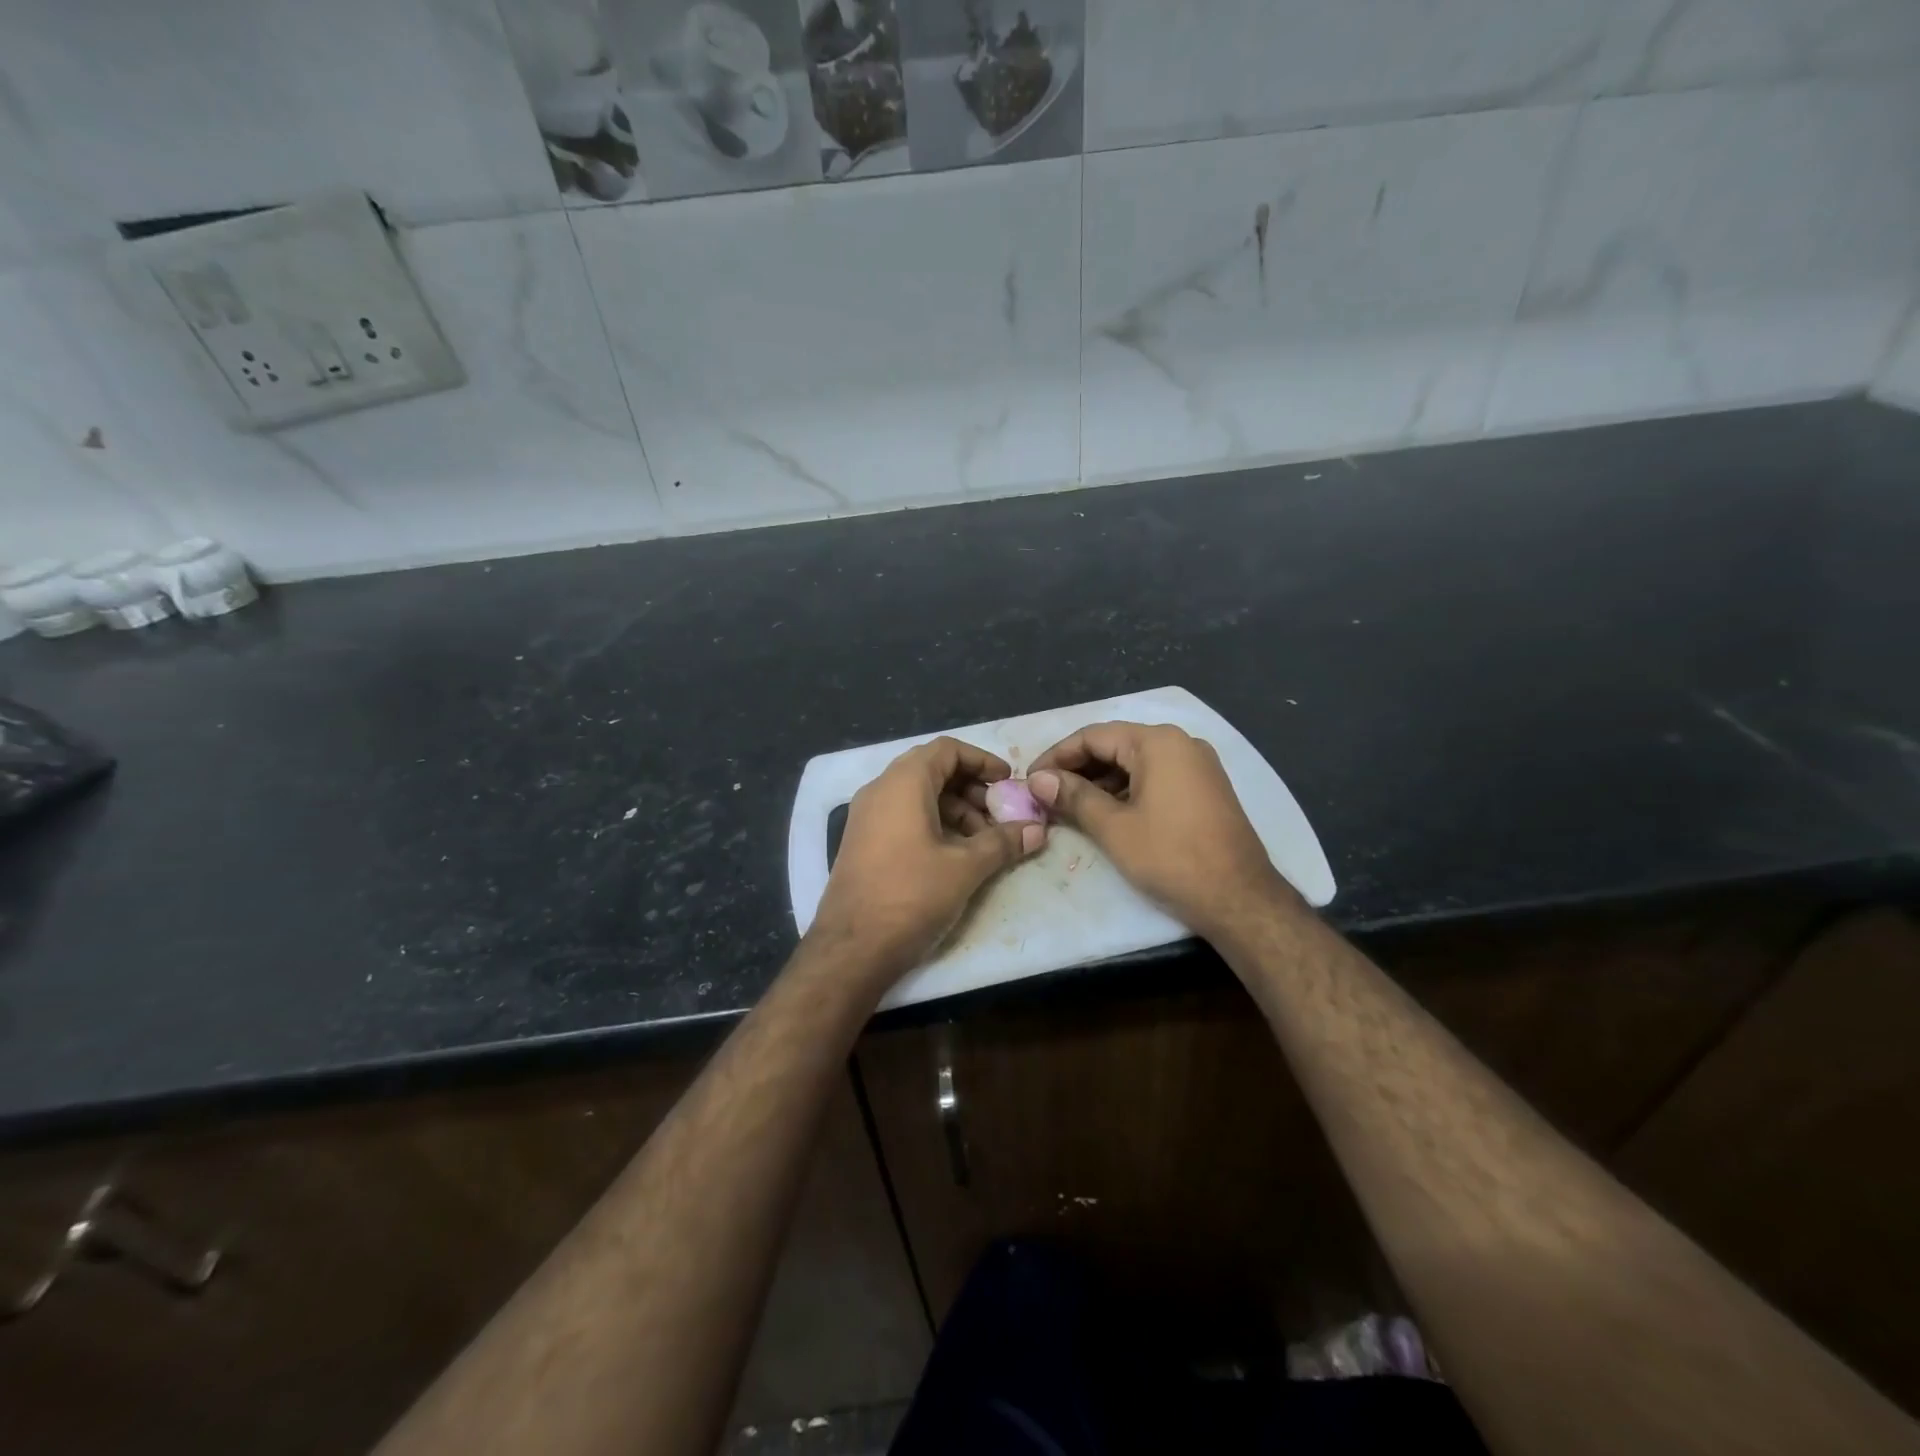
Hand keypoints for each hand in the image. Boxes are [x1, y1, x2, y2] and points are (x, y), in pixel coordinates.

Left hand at [808, 736, 1046, 984]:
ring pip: (919, 796)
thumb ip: (1002, 842)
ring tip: (984, 841)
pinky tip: (956, 855)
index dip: (982, 761)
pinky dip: (933, 824)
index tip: (1008, 782)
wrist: (852, 948)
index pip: (947, 749)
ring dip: (955, 810)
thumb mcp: (965, 867)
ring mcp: (867, 816)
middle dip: (972, 789)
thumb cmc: (911, 895)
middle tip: (1001, 815)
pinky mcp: (863, 842)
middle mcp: (880, 790)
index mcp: (903, 782)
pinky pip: (903, 816)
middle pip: (933, 770)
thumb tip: (1037, 830)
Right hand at [1028, 721, 1292, 935]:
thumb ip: (1073, 797)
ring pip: (1135, 763)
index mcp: (1158, 742)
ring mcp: (1197, 765)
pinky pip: (1155, 777)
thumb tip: (1037, 780)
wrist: (1240, 899)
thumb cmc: (1171, 858)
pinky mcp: (1205, 789)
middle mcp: (1180, 743)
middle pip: (1115, 745)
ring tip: (1068, 806)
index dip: (1056, 756)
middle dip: (1077, 769)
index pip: (1093, 736)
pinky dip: (1126, 790)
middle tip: (1045, 794)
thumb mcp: (1114, 828)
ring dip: (1100, 781)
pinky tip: (1105, 812)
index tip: (1030, 780)